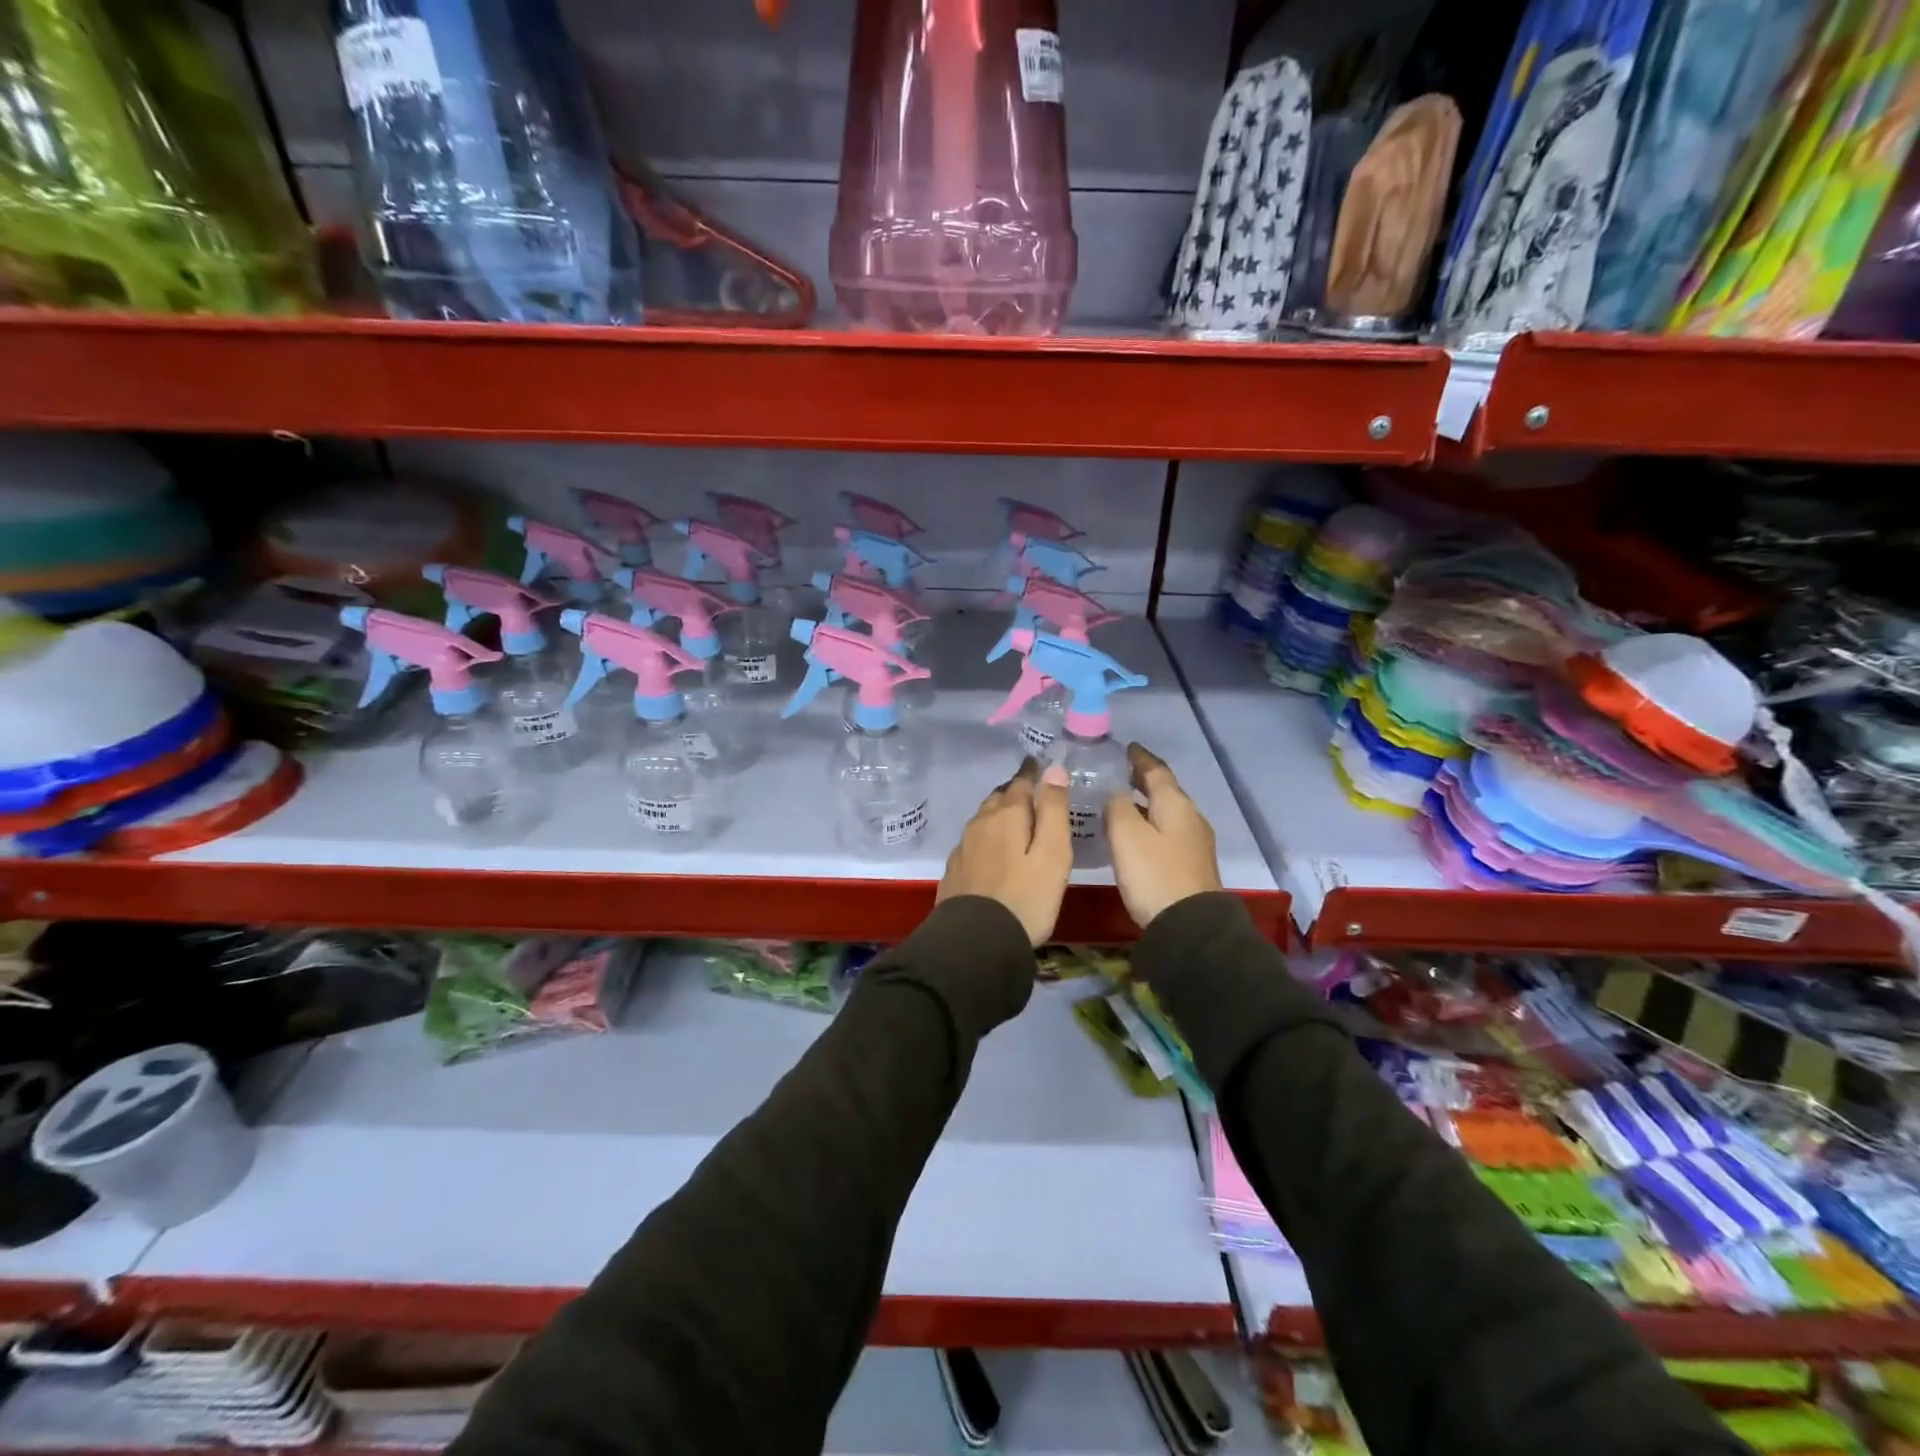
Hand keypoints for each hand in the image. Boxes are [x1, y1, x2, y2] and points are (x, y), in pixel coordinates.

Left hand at [937, 758, 1072, 945]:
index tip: (1039, 764)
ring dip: (999, 813)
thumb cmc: (1025, 897)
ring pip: (984, 819)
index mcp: (1007, 815)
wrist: (976, 942)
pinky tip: (993, 852)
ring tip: (1014, 819)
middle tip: (1030, 792)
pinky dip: (988, 838)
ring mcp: (963, 847)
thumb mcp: (1053, 854)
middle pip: (999, 798)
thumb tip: (1054, 769)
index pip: (1021, 782)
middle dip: (1015, 792)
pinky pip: (974, 842)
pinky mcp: (955, 870)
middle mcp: (980, 823)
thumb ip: (1054, 810)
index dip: (1033, 773)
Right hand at [1106, 743, 1222, 927]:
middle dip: (1144, 779)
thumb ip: (1118, 806)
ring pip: (1167, 812)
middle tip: (1120, 772)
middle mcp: (1190, 817)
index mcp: (1176, 804)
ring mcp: (1194, 843)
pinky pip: (1168, 832)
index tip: (1127, 747)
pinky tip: (1136, 834)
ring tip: (1122, 802)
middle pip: (1165, 790)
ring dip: (1147, 803)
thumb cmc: (1154, 874)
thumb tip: (1116, 792)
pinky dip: (1151, 824)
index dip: (1140, 758)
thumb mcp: (1126, 835)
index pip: (1157, 770)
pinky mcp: (1191, 865)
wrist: (1190, 927)